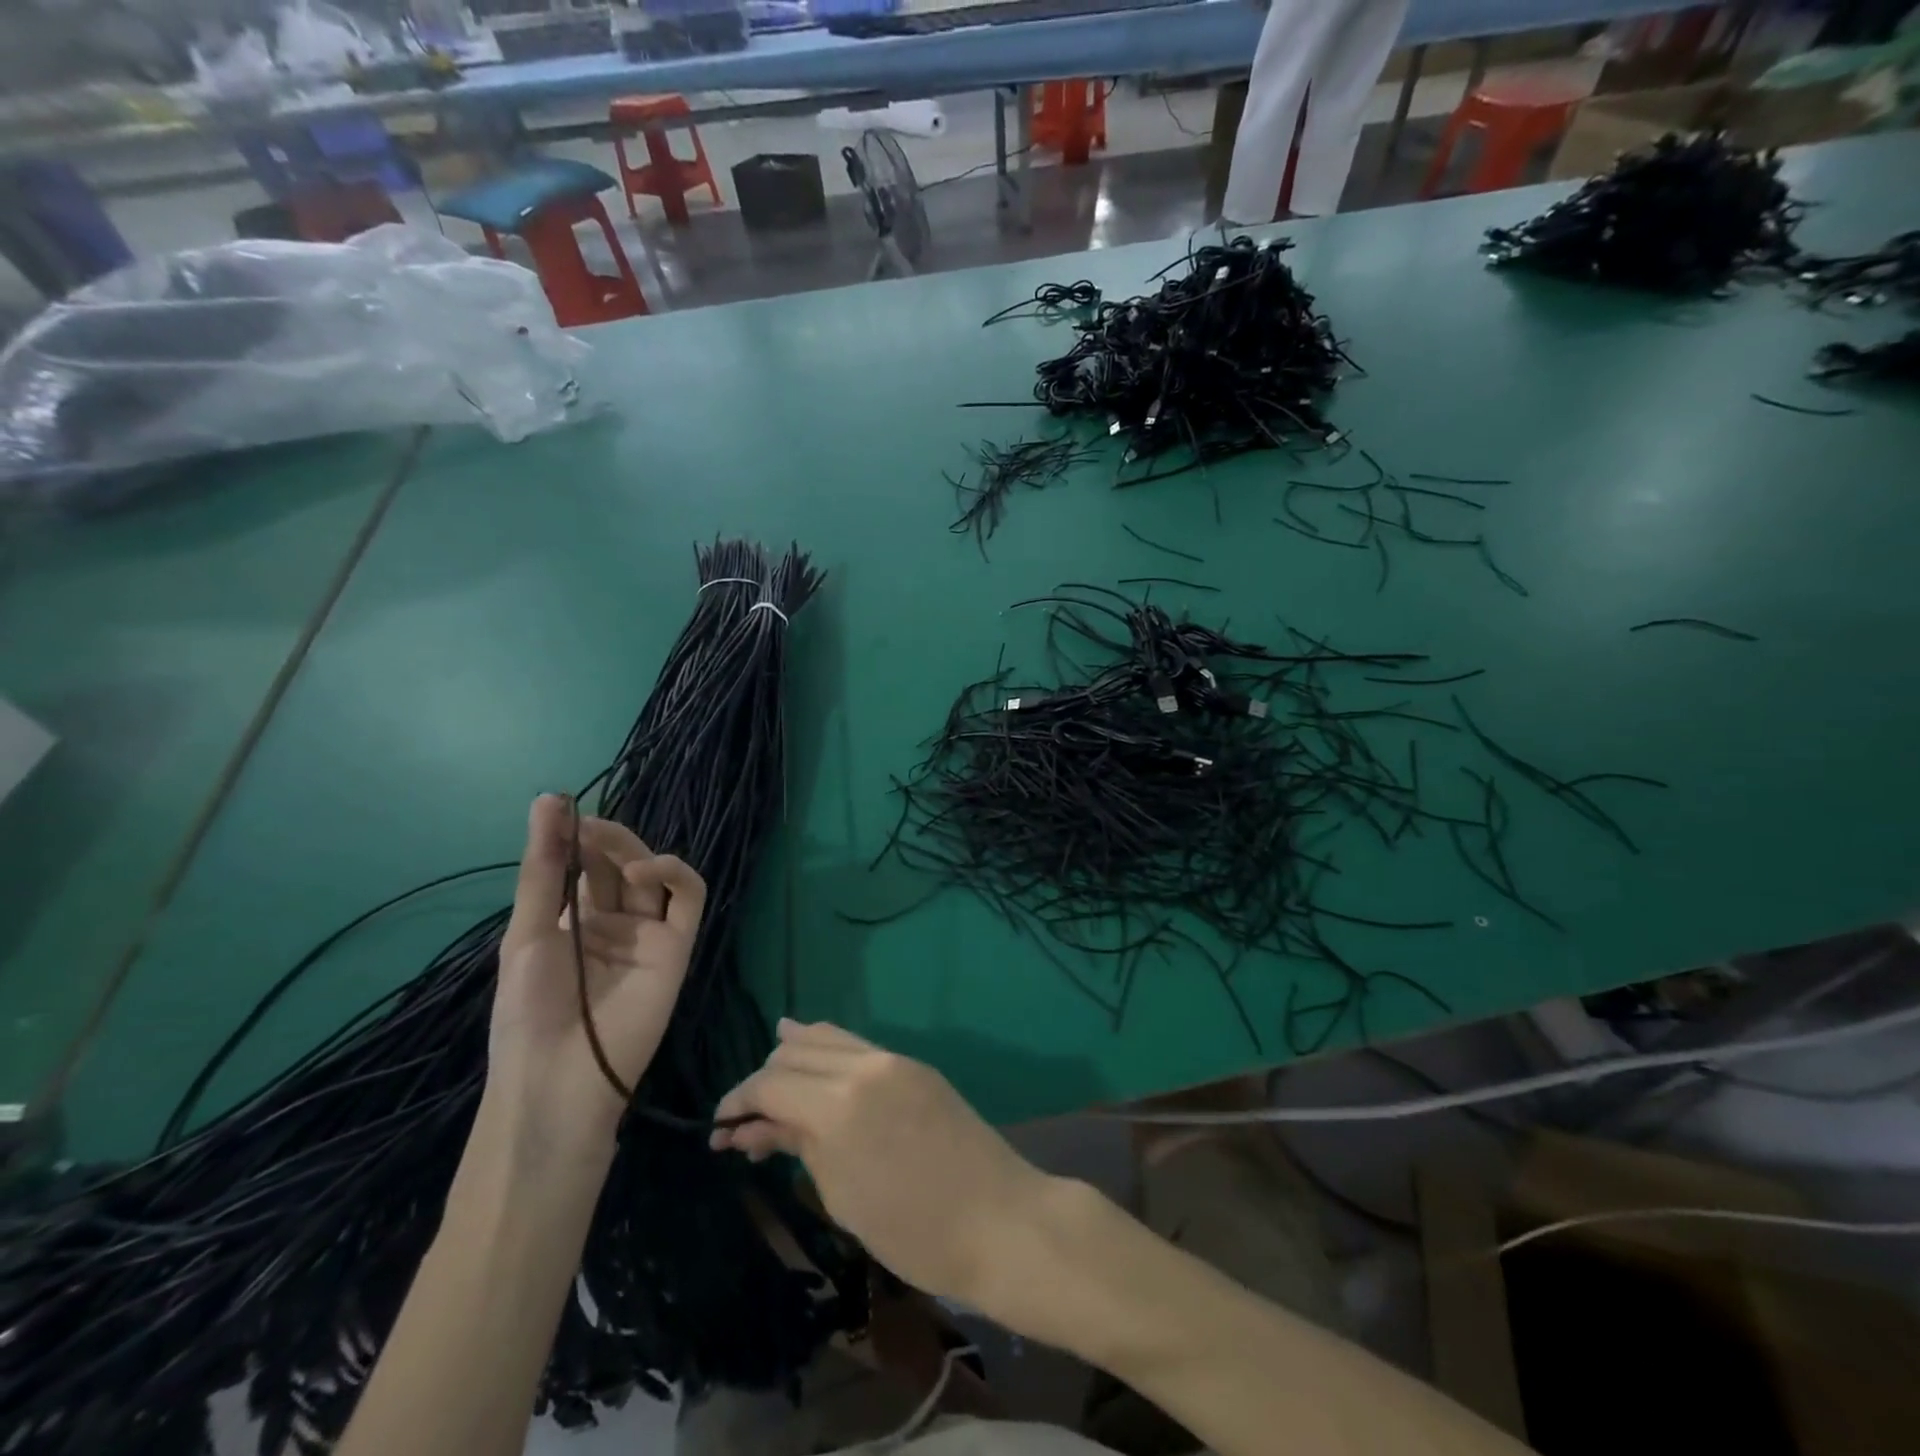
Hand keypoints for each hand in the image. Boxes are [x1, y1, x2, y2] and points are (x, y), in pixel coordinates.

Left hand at [489, 794, 706, 1156]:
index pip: (581, 866)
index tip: (561, 808)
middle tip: (584, 823)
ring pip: (652, 874)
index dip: (574, 837)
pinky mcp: (678, 945)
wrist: (558, 1079)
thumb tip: (547, 799)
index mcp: (573, 922)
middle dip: (601, 839)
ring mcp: (648, 932)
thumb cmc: (528, 1011)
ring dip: (631, 849)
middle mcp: (613, 922)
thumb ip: (542, 869)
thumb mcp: (527, 933)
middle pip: (616, 865)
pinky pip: (688, 899)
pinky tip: (644, 868)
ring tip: (605, 843)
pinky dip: (674, 873)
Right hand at [710, 1021, 1052, 1305]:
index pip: (770, 1082)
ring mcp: (893, 1059)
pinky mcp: (914, 1065)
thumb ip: (797, 1145)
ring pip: (828, 1037)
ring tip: (769, 1085)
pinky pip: (858, 1047)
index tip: (719, 1129)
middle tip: (746, 1122)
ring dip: (794, 1057)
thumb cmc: (913, 1230)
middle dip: (763, 1080)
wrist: (999, 1219)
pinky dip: (828, 1053)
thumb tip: (752, 1127)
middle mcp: (863, 1065)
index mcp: (839, 1103)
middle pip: (795, 1051)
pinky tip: (814, 1064)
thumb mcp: (842, 1195)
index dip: (738, 1101)